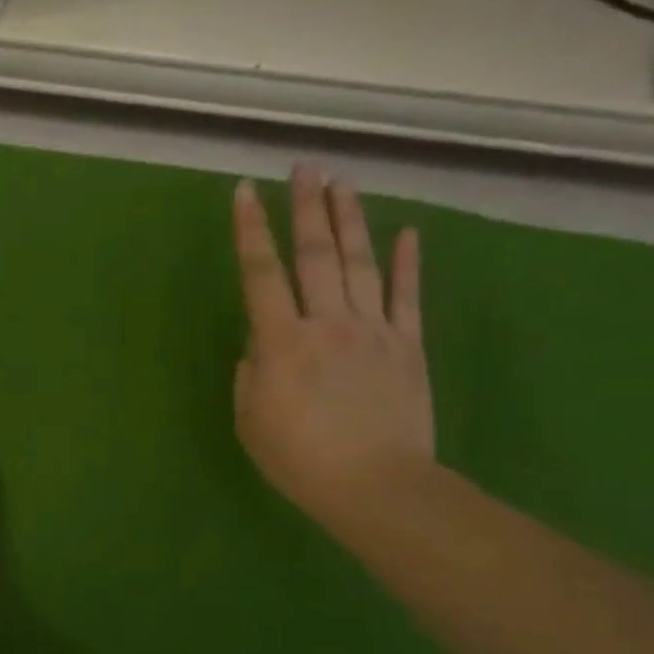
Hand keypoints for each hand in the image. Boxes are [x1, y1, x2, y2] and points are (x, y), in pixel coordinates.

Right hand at [232, 163, 434, 527]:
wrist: (375, 485)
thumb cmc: (299, 459)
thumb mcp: (250, 419)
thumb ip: (252, 373)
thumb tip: (264, 346)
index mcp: (281, 342)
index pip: (261, 274)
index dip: (250, 231)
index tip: (244, 193)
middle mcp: (326, 322)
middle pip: (314, 254)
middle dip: (306, 208)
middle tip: (305, 168)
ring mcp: (372, 330)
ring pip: (359, 263)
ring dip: (349, 220)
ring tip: (343, 184)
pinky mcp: (407, 346)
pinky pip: (406, 296)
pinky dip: (408, 262)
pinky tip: (407, 231)